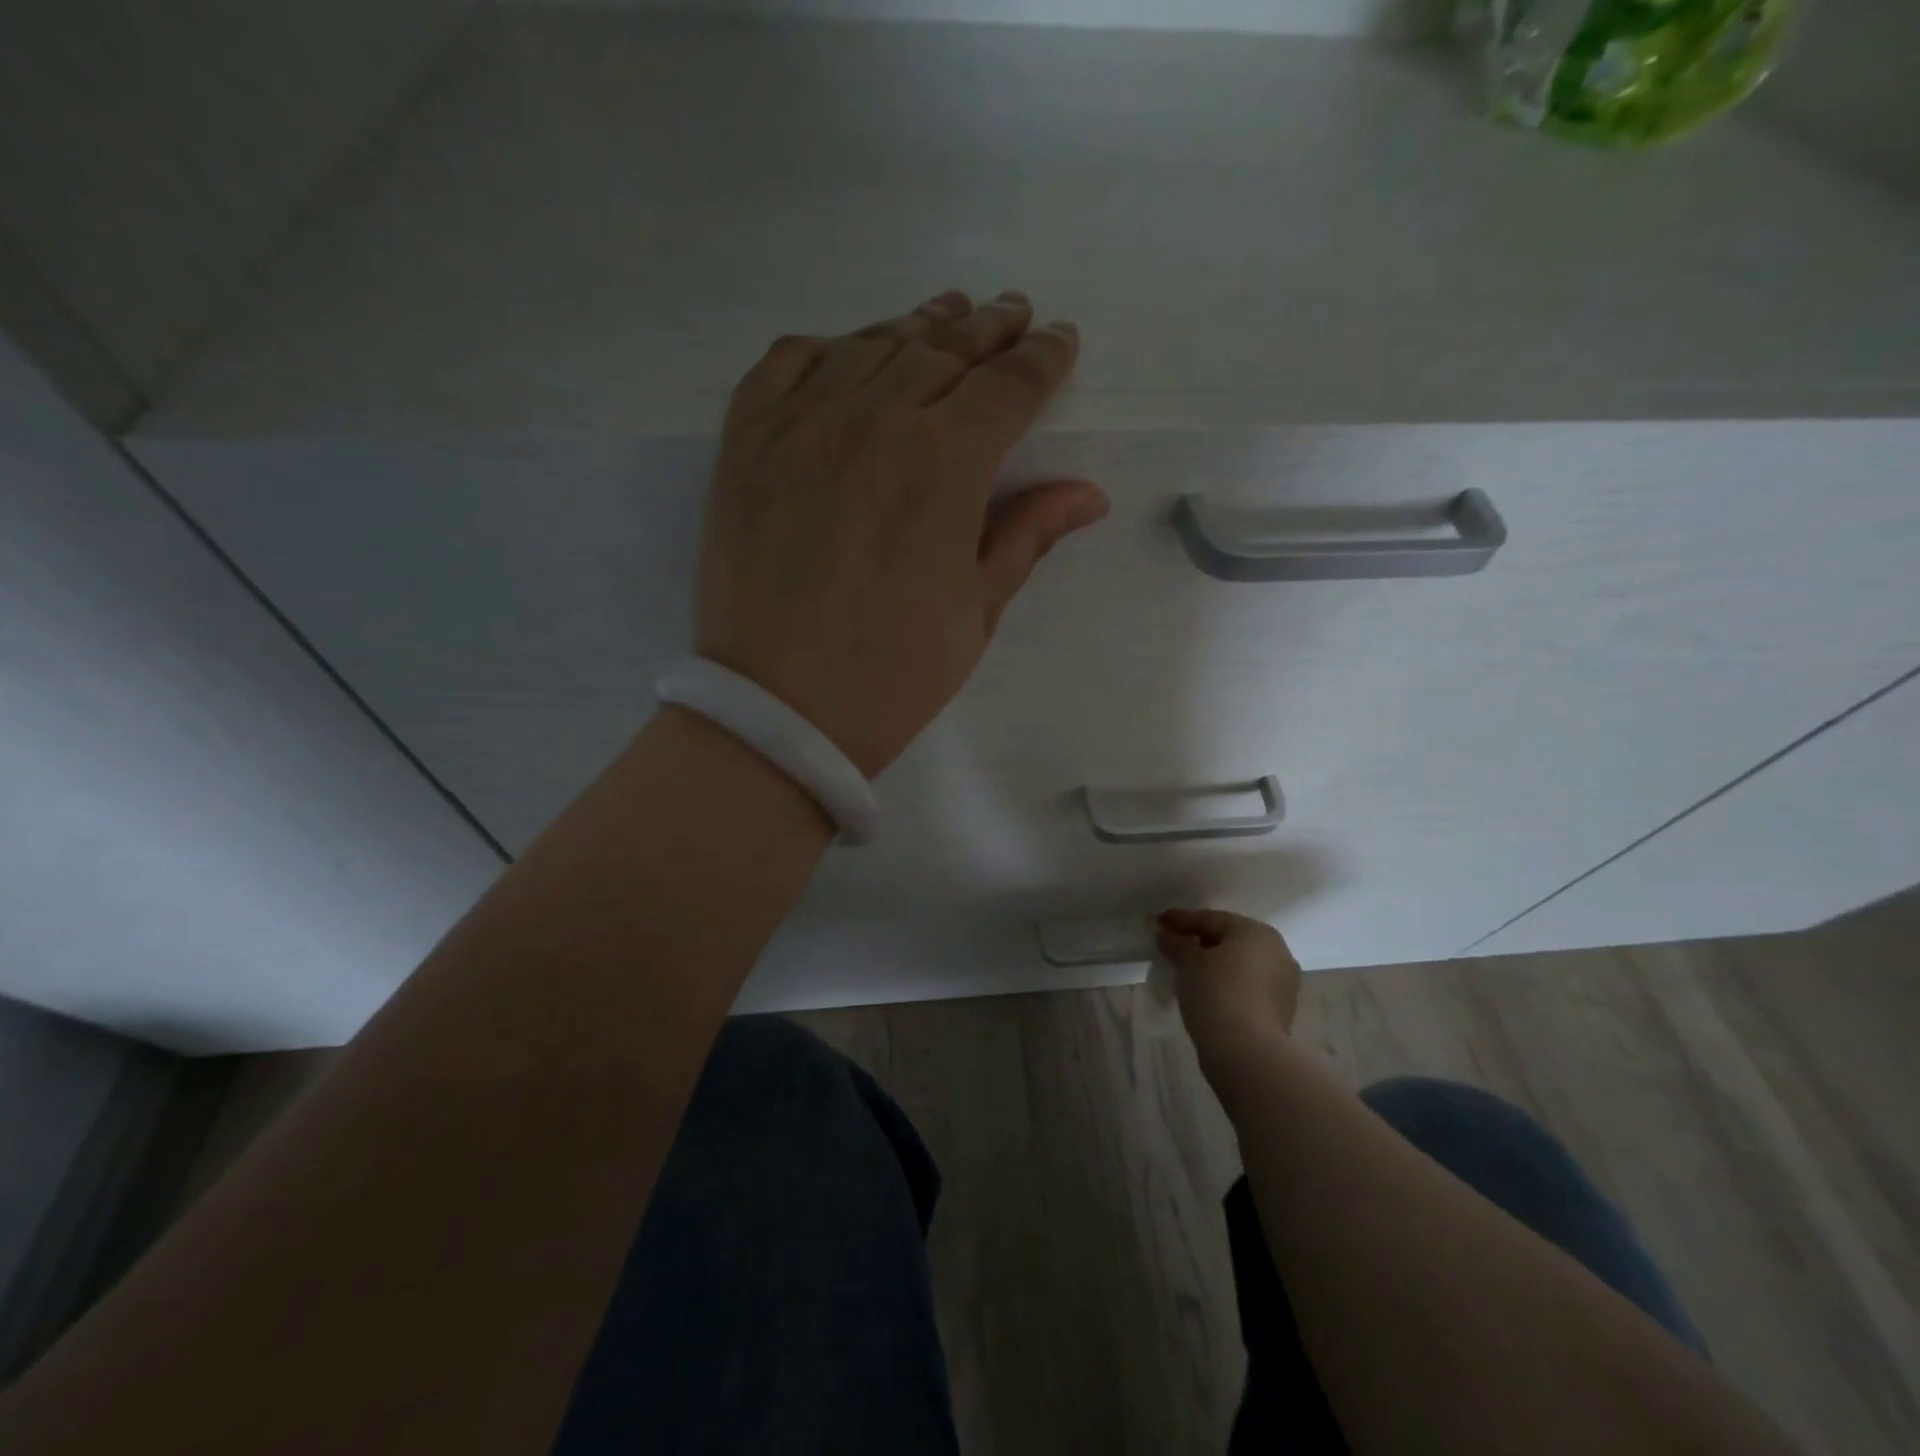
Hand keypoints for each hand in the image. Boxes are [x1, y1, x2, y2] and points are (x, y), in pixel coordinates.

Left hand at [693, 289, 1110, 777]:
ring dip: (917, 325)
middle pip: (944, 352)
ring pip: (870, 346)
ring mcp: (801, 423)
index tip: (1060, 340)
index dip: (1042, 359)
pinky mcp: (745, 441)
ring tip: (946, 314)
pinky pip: (786, 364)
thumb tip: (1088, 492)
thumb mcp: (976, 611)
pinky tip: (846, 351)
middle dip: (989, 331)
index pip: (1008, 387)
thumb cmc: (892, 674)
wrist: (778, 712)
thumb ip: (1027, 535)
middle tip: (1014, 315)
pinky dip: (825, 347)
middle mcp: (875, 420)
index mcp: (945, 464)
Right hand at [1156, 908, 1301, 1076]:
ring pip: (1239, 965)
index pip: (1211, 919)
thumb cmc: (1216, 992)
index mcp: (1257, 932)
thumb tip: (1163, 934)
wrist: (1246, 1051)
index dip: (1180, 920)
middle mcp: (1277, 952)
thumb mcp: (1188, 962)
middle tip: (1171, 944)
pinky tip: (1205, 991)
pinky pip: (1246, 987)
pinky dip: (1226, 984)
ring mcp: (1282, 983)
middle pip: (1229, 940)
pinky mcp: (1280, 1010)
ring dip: (1213, 964)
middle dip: (1199, 941)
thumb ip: (1175, 943)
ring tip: (1185, 969)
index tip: (1158, 922)